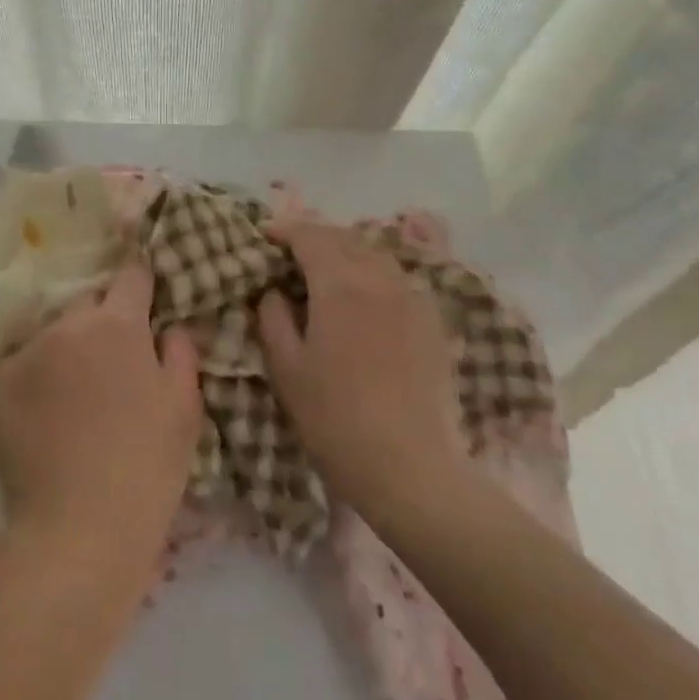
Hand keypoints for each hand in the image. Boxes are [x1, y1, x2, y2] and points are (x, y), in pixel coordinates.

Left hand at [0, 262, 201, 587]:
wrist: (81, 525)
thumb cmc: (147, 464)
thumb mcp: (184, 407)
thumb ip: (181, 353)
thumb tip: (170, 327)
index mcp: (119, 324)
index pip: (131, 275)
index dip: (140, 280)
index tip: (144, 293)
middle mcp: (70, 324)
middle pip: (89, 301)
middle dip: (103, 318)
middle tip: (113, 357)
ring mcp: (30, 350)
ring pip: (55, 330)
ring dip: (68, 345)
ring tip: (76, 389)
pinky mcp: (1, 380)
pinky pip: (24, 360)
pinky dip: (37, 373)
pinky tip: (47, 409)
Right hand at [257, 219, 475, 524]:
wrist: (412, 469)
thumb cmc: (335, 419)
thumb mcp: (286, 369)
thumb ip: (274, 318)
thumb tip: (274, 291)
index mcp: (340, 285)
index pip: (310, 235)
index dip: (285, 229)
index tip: (265, 234)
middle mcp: (379, 279)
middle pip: (345, 237)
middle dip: (315, 236)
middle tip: (291, 251)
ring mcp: (412, 299)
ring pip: (376, 254)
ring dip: (346, 251)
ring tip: (326, 270)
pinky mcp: (433, 322)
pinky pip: (398, 279)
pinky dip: (374, 273)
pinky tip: (365, 298)